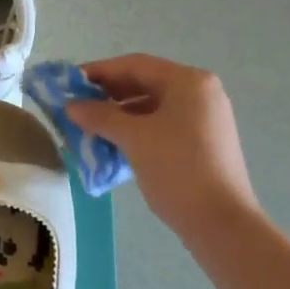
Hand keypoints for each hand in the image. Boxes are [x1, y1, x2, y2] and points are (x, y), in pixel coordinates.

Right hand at [66, 54, 257, 238]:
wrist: (220, 223)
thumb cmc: (177, 169)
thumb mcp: (134, 139)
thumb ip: (100, 116)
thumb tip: (71, 106)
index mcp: (188, 82)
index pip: (135, 65)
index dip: (98, 71)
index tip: (68, 82)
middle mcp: (200, 93)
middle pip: (145, 84)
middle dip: (108, 95)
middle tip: (76, 106)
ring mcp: (204, 119)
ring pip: (152, 107)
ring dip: (119, 115)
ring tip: (89, 128)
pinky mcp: (203, 144)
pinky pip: (162, 126)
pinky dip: (136, 131)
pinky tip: (113, 145)